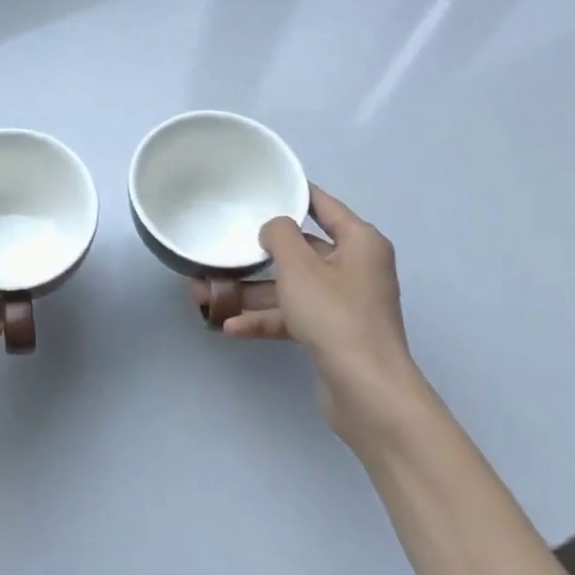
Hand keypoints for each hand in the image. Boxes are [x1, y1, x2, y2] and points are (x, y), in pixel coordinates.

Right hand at [191, 184, 425, 441]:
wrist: (366, 389)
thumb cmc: (334, 315)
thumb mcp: (299, 266)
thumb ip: (279, 235)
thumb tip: (274, 228)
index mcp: (359, 242)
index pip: (323, 205)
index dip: (294, 194)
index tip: (262, 186)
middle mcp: (355, 268)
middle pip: (301, 251)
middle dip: (258, 255)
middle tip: (223, 247)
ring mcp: (344, 303)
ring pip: (291, 287)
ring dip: (252, 292)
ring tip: (208, 294)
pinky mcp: (332, 333)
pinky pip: (293, 316)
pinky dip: (266, 319)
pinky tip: (231, 327)